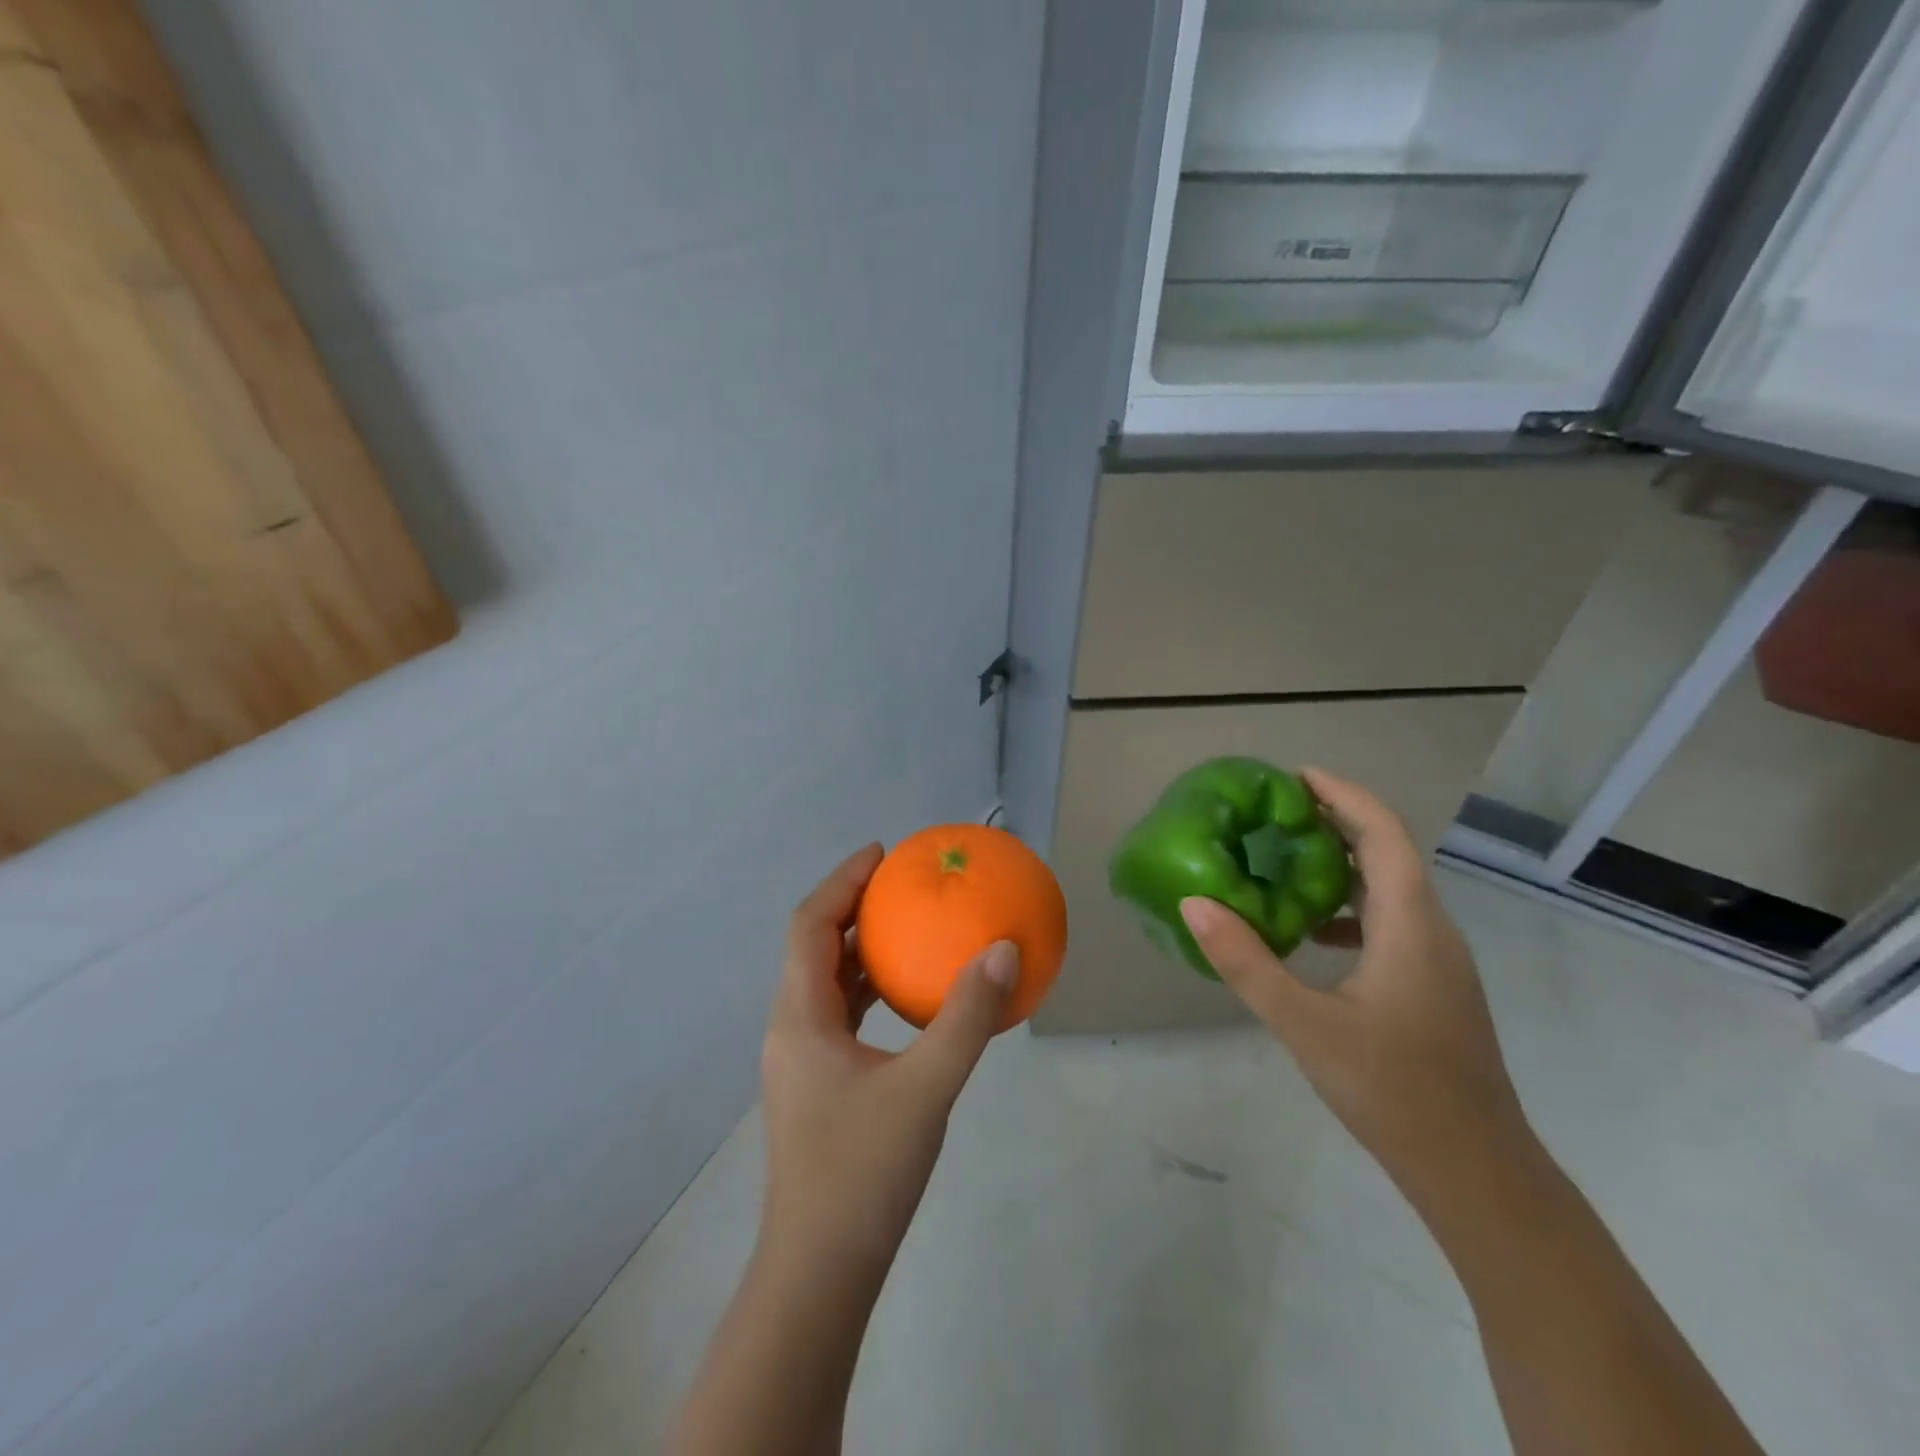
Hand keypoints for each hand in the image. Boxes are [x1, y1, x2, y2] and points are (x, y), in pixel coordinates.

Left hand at [759, 845, 1016, 1278]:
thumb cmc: (862, 1174)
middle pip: (815, 948)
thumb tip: (1003, 950)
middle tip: (902, 885)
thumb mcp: (925, 1089)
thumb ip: (966, 1019)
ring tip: (909, 929)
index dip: (842, 881)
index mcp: (800, 1017)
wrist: (819, 1275)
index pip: (809, 925)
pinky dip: (871, 992)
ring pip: (828, 985)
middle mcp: (792, 1030)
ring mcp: (803, 1062)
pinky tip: (910, 1000)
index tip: (881, 853)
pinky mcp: (819, 1088)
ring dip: (862, 951)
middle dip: (854, 909)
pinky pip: (843, 1018)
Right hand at [1178, 769, 1531, 1198]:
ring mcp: (1438, 960)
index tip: (1297, 775)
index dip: (1343, 795)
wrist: (1476, 1171)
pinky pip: (1391, 922)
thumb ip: (1246, 961)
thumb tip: (1195, 904)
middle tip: (1278, 810)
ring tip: (1286, 859)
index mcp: (1410, 925)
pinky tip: (1312, 932)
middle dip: (1337, 821)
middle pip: (1388, 853)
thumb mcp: (1303, 1023)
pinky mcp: (1433, 986)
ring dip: (1343, 863)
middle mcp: (1432, 930)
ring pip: (1391, 889)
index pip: (1382, 834)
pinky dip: (1351, 907)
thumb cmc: (1392, 1090)